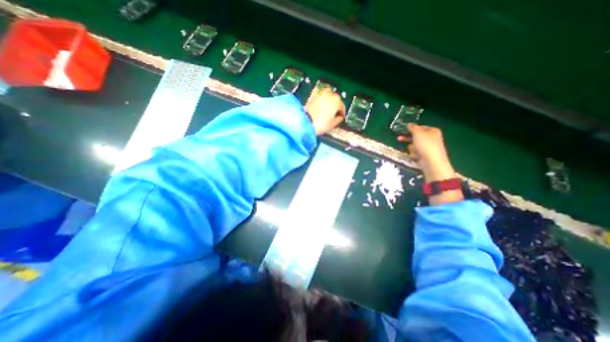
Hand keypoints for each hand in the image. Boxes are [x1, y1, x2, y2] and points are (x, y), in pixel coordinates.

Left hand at [303, 86, 344, 134]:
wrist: (305, 122)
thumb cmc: (321, 124)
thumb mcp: (333, 124)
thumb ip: (339, 119)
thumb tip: (340, 117)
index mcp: (337, 102)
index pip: (342, 107)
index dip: (342, 113)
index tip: (340, 118)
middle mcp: (330, 94)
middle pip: (335, 100)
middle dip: (335, 106)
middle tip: (333, 113)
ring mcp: (321, 93)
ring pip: (328, 95)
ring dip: (329, 99)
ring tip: (327, 107)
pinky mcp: (312, 95)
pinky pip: (319, 93)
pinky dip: (321, 96)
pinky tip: (320, 101)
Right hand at [398, 122, 454, 181]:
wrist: (432, 162)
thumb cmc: (425, 145)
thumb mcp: (418, 133)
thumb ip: (413, 128)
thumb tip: (409, 124)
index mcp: (433, 131)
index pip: (420, 127)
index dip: (412, 129)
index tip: (403, 130)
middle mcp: (432, 138)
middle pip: (416, 137)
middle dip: (408, 140)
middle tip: (399, 139)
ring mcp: (428, 148)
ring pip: (414, 146)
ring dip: (412, 149)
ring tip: (414, 151)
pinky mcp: (425, 156)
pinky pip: (416, 153)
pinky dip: (414, 155)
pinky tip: (416, 157)